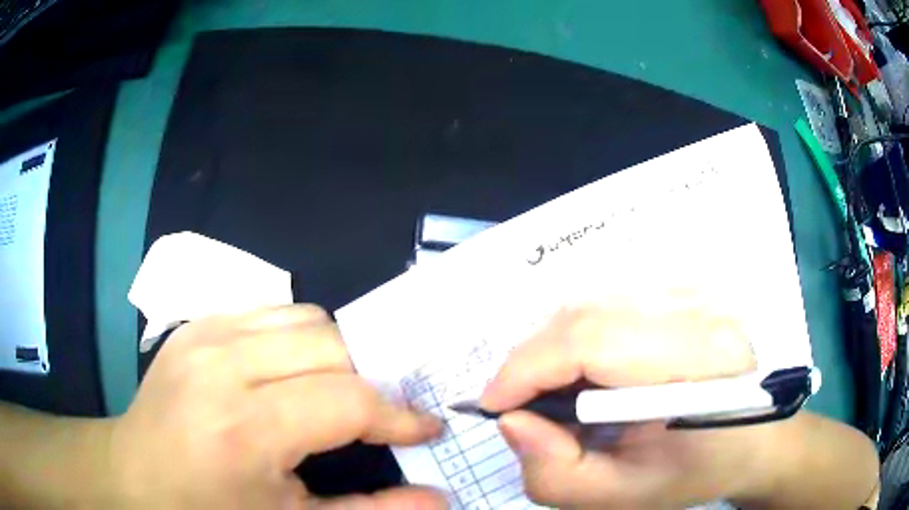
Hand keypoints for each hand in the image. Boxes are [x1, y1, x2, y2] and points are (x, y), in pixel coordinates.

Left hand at [110, 305, 445, 508]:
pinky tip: (286, 373)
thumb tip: (440, 499)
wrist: (135, 475)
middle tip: (377, 417)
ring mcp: (204, 333)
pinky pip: (269, 311)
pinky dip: (296, 338)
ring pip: (305, 318)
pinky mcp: (196, 323)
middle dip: (370, 381)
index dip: (398, 416)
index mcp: (244, 428)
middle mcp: (223, 365)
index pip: (348, 401)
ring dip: (335, 354)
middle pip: (332, 346)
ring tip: (332, 393)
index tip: (425, 428)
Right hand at [480, 303, 776, 508]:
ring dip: (553, 345)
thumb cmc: (698, 471)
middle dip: (532, 358)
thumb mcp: (624, 495)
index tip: (494, 405)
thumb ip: (556, 474)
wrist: (757, 438)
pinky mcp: (688, 290)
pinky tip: (583, 368)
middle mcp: (701, 311)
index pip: (592, 340)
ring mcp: (697, 292)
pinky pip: (612, 300)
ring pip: (594, 301)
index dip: (527, 368)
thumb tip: (513, 422)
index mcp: (698, 364)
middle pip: (587, 312)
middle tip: (516, 400)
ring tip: (547, 388)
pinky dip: (580, 332)